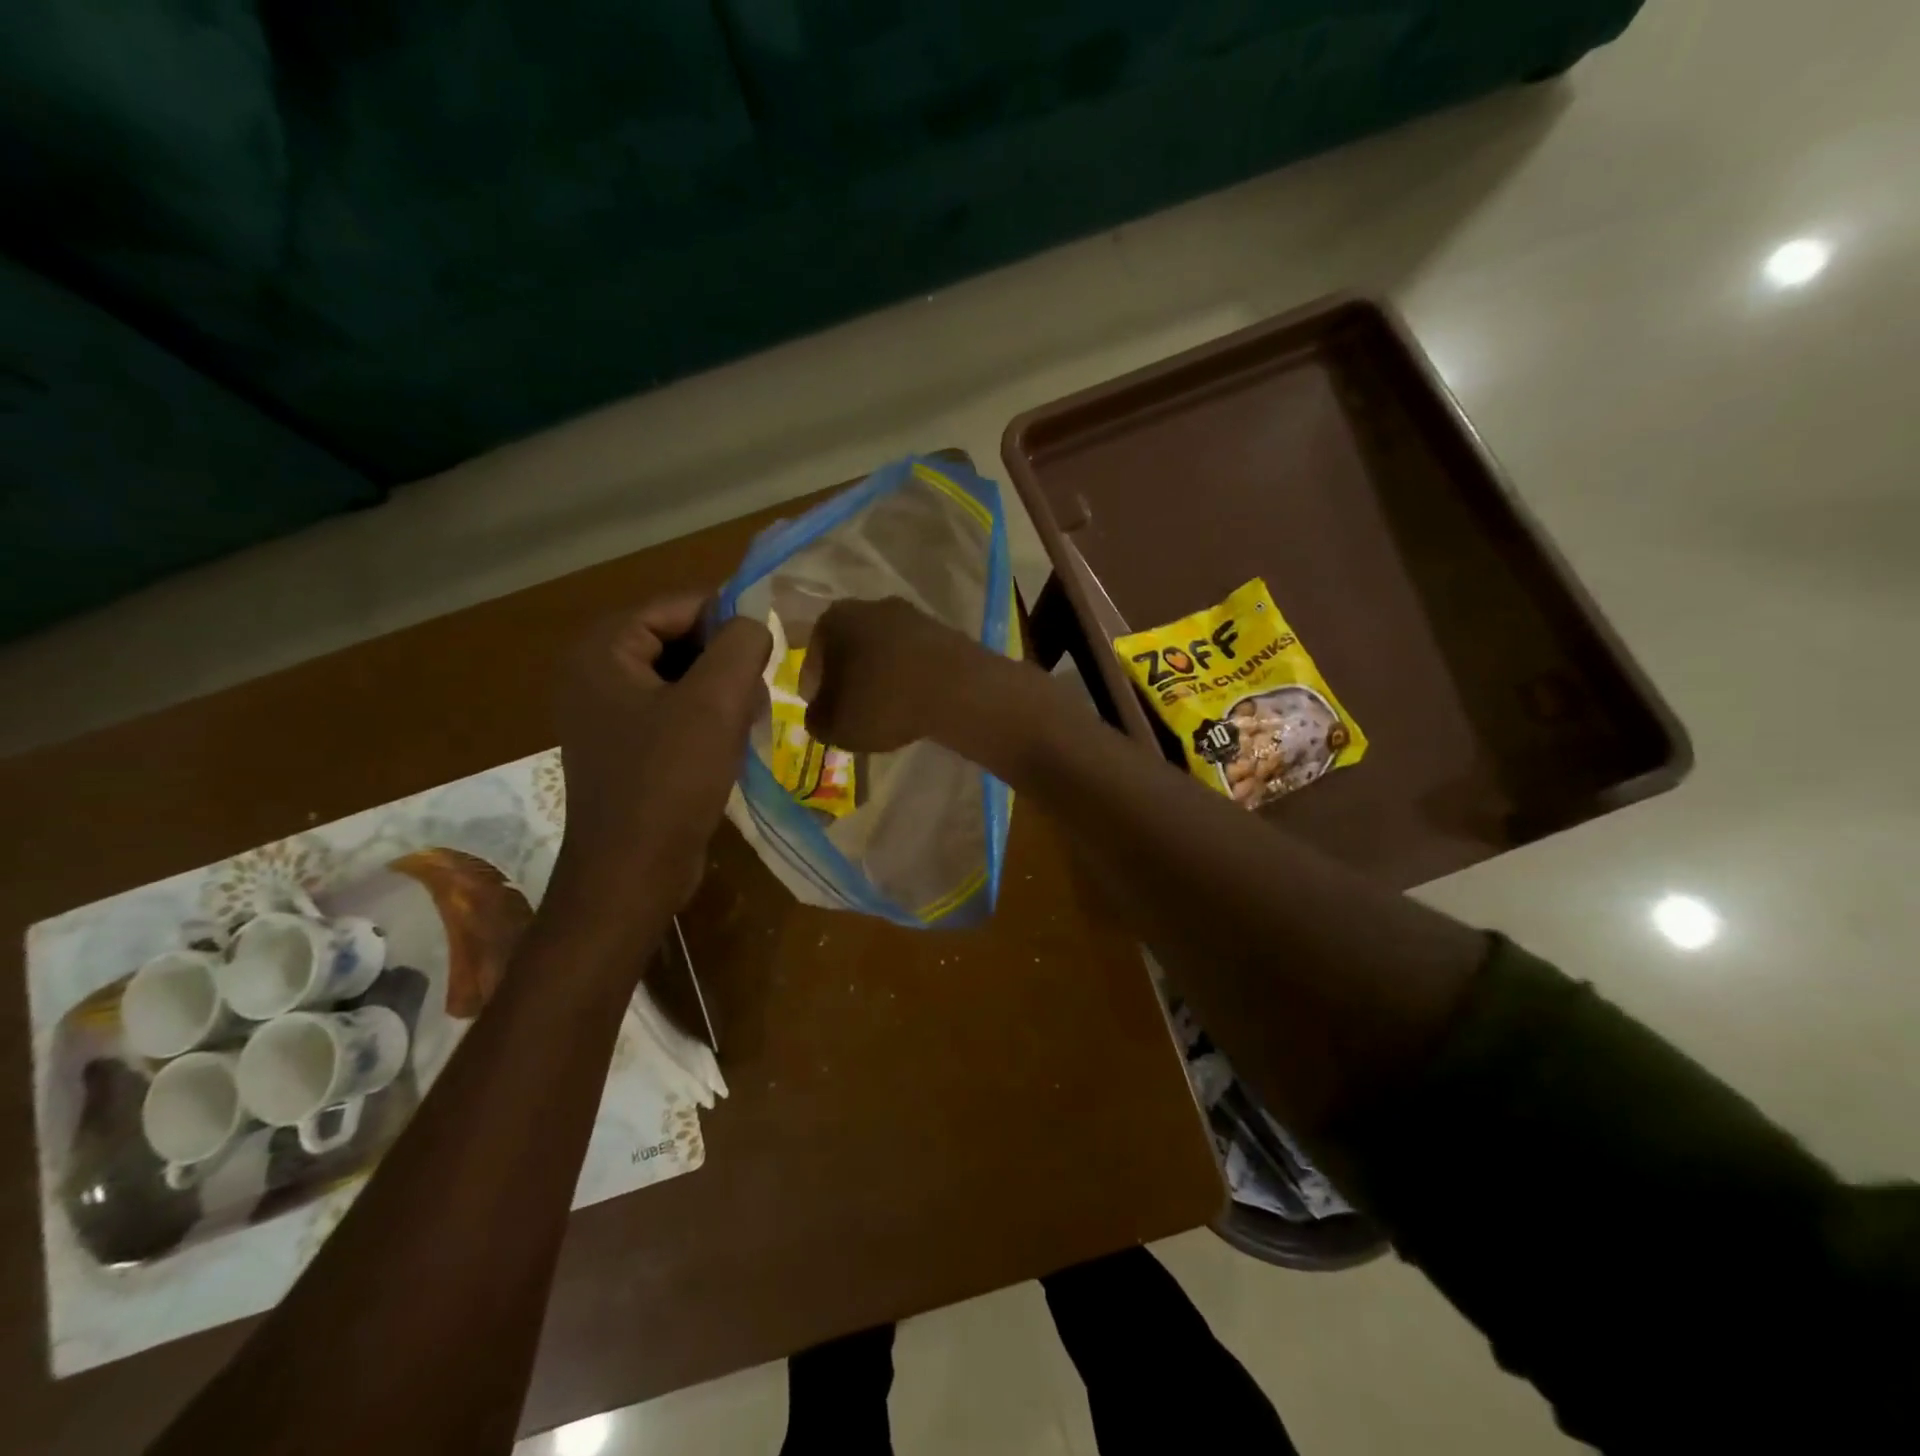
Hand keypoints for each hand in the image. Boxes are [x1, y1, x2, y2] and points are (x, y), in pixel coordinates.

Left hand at [550, 596, 771, 925]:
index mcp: (601, 651)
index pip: (677, 606)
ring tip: (748, 719)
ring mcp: (604, 714)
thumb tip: (753, 625)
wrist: (631, 875)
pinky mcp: (622, 747)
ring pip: (679, 677)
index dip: (728, 619)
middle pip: (677, 639)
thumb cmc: (669, 782)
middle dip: (725, 660)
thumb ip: (741, 645)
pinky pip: (671, 711)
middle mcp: (593, 673)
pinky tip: (729, 744)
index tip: (769, 648)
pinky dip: (705, 718)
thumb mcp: (715, 703)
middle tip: (759, 690)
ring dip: (721, 691)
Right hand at [801, 596, 997, 752]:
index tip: (825, 715)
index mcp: (832, 620)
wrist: (956, 688)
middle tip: (853, 712)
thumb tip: (820, 714)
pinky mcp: (942, 630)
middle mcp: (868, 605)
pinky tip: (914, 702)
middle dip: (849, 679)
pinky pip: (913, 658)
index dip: (815, 692)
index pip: (812, 662)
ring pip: (883, 652)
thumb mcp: (834, 725)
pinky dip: (909, 677)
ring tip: (887, 710)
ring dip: (881, 677)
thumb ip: (817, 720)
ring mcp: (910, 615)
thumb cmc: (881, 702)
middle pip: (849, 651)